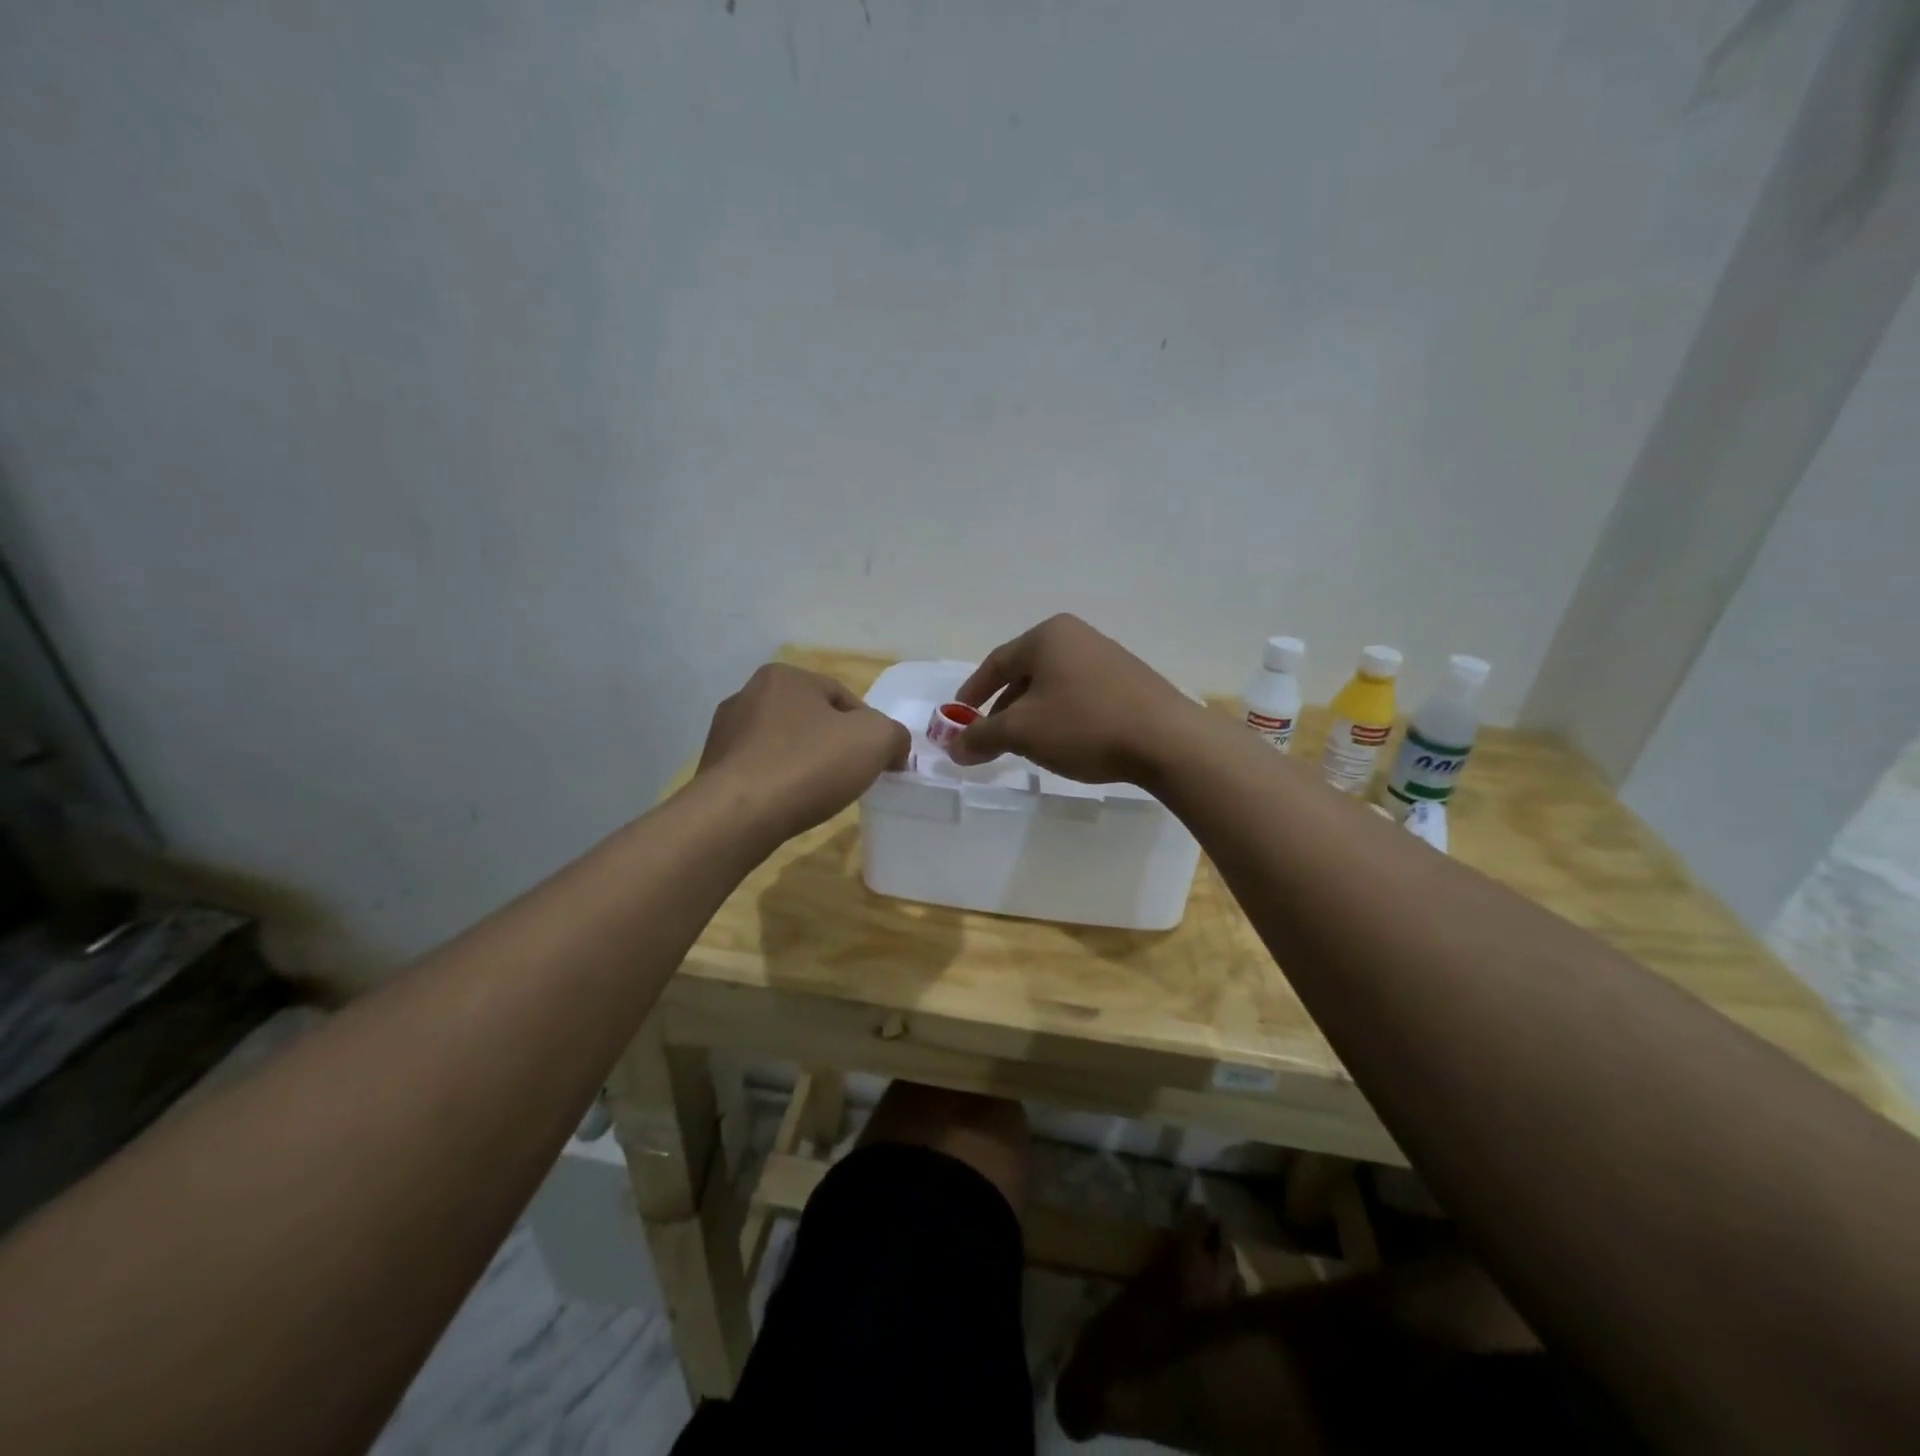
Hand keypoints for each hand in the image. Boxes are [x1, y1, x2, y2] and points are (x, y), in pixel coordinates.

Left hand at [696, 664, 909, 841]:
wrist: (738, 815)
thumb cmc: (809, 765)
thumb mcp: (875, 740)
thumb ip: (894, 734)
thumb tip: (894, 747)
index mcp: (785, 676)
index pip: (842, 697)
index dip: (868, 728)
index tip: (877, 760)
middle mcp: (748, 694)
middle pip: (811, 719)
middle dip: (833, 745)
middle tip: (851, 776)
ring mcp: (725, 732)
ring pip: (783, 745)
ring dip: (804, 763)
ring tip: (819, 794)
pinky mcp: (712, 768)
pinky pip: (760, 770)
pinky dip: (778, 783)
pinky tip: (788, 804)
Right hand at [949, 614, 1200, 783]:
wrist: (1166, 740)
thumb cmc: (1085, 725)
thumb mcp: (1023, 732)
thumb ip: (982, 737)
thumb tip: (954, 748)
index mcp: (1047, 636)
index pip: (996, 663)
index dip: (972, 693)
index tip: (958, 719)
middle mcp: (1077, 636)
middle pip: (1025, 674)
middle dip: (1003, 709)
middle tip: (991, 740)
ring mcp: (1107, 657)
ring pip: (1053, 686)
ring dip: (1033, 715)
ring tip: (1027, 746)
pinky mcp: (1129, 681)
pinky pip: (1080, 695)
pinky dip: (1062, 716)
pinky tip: (1066, 743)